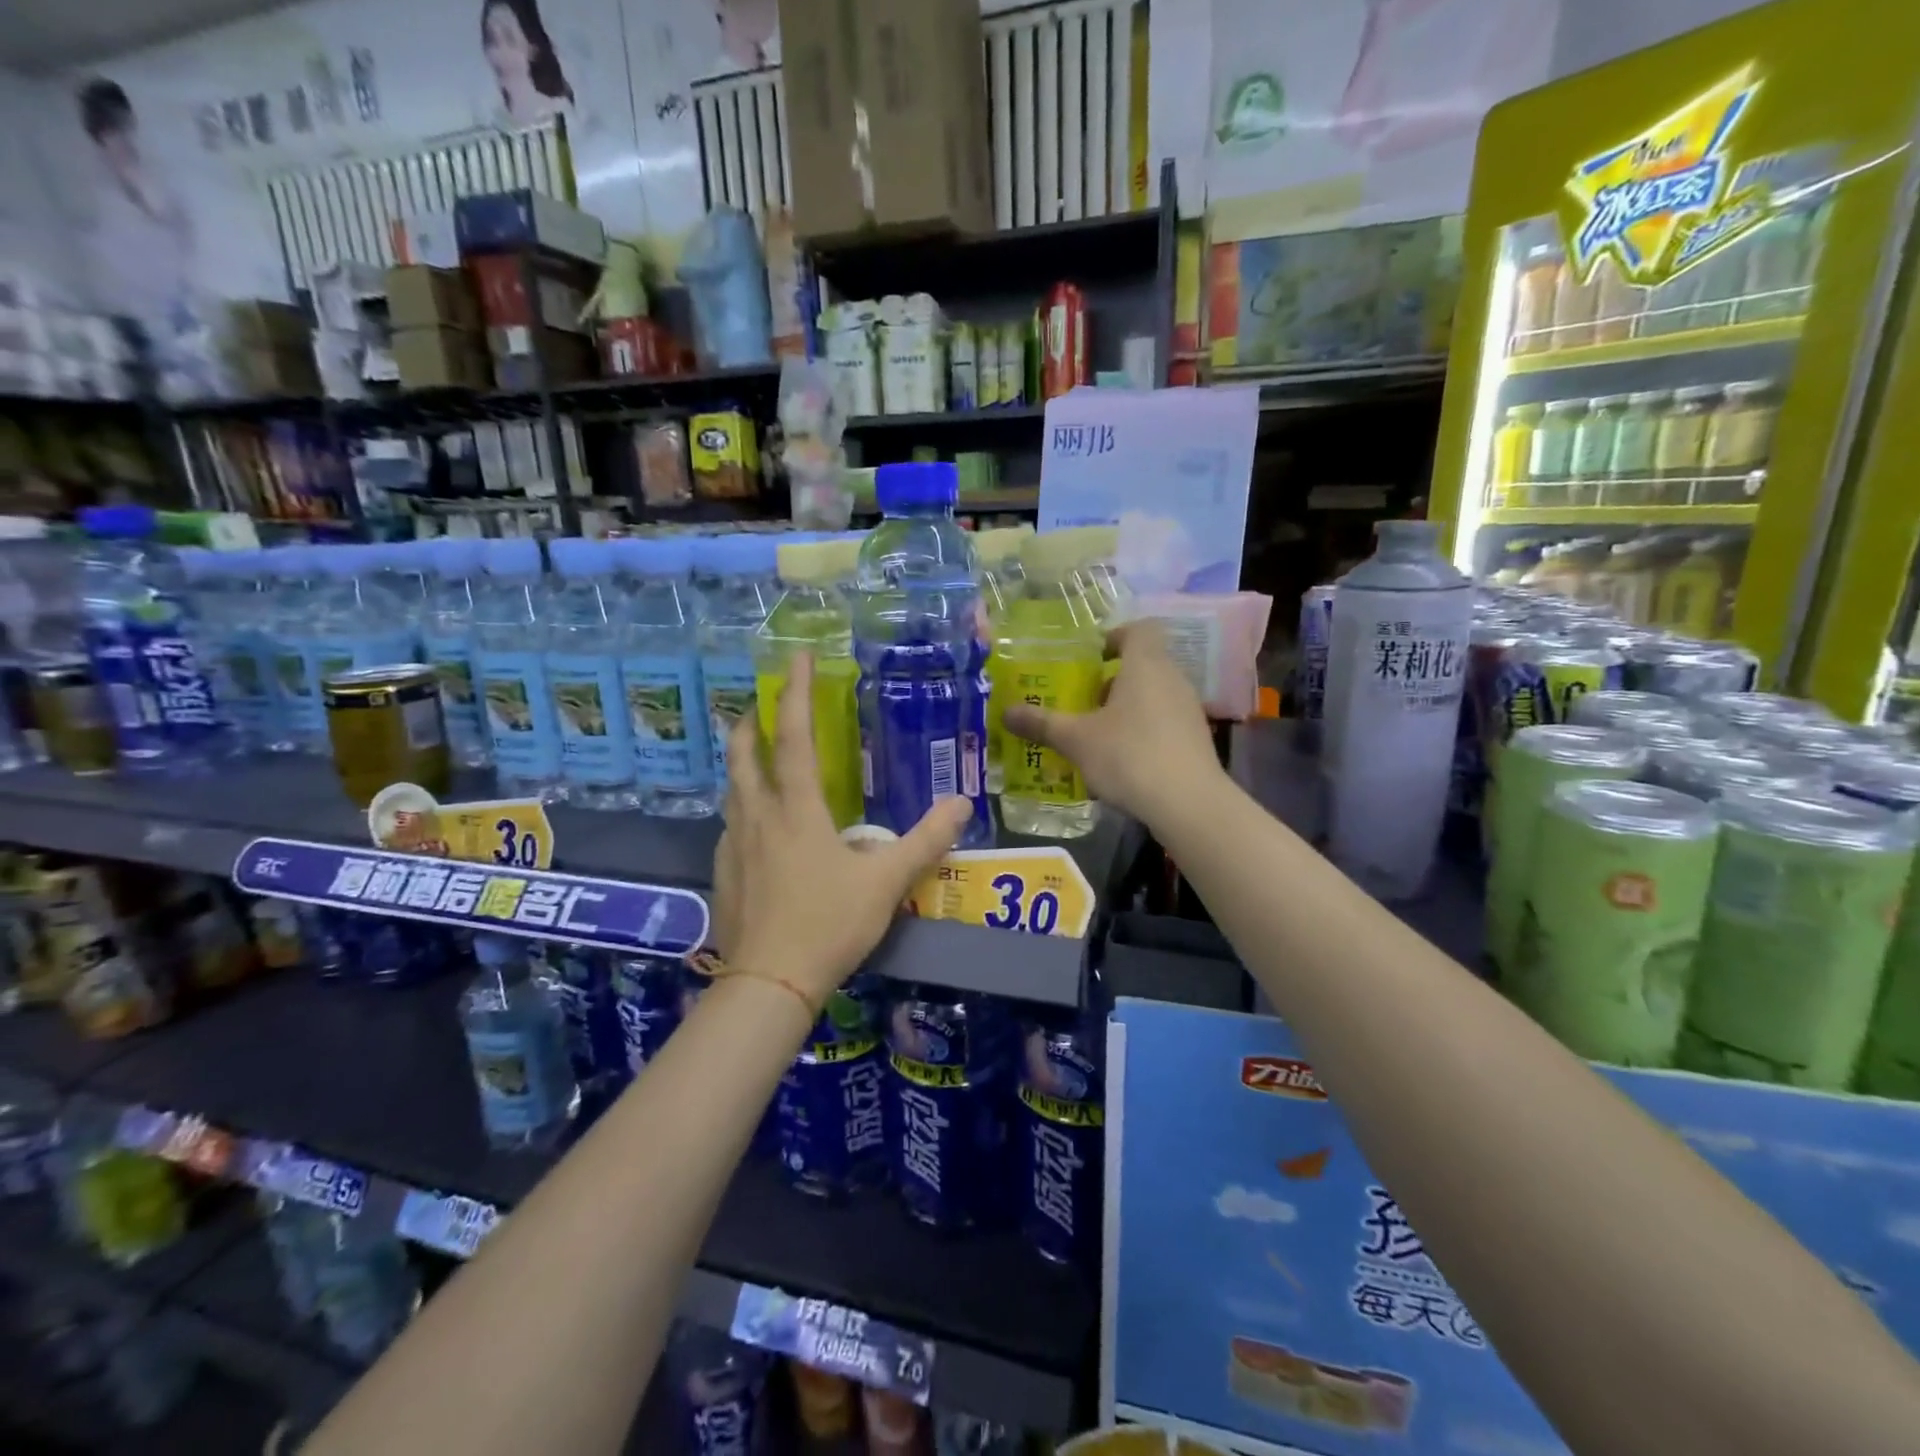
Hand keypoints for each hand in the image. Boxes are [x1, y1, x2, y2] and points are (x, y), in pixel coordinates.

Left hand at [709, 654, 971, 1009]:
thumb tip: (963, 803)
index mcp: (796, 811)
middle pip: (743, 756)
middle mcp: (758, 818)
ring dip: (741, 765)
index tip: (797, 659)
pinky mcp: (723, 875)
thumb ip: (926, 840)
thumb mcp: (886, 881)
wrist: (769, 984)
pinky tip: (753, 827)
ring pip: (731, 791)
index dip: (796, 694)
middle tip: (759, 707)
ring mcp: (734, 847)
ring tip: (754, 759)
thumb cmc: (829, 924)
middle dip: (749, 723)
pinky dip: (740, 809)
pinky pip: (729, 827)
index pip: (794, 737)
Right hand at [1004, 620, 1222, 826]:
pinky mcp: (1196, 739)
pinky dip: (1142, 731)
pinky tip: (1121, 761)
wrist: (1188, 803)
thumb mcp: (1076, 740)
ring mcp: (1188, 709)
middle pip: (1143, 664)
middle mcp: (1172, 678)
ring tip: (1096, 734)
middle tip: (1081, 701)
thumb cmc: (1128, 756)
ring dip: (1125, 708)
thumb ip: (1041, 723)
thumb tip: (1005, 712)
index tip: (1090, 659)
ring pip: (1153, 695)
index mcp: (1145, 664)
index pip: (1138, 629)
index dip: (1114, 637)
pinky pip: (1163, 722)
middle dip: (1111, 680)